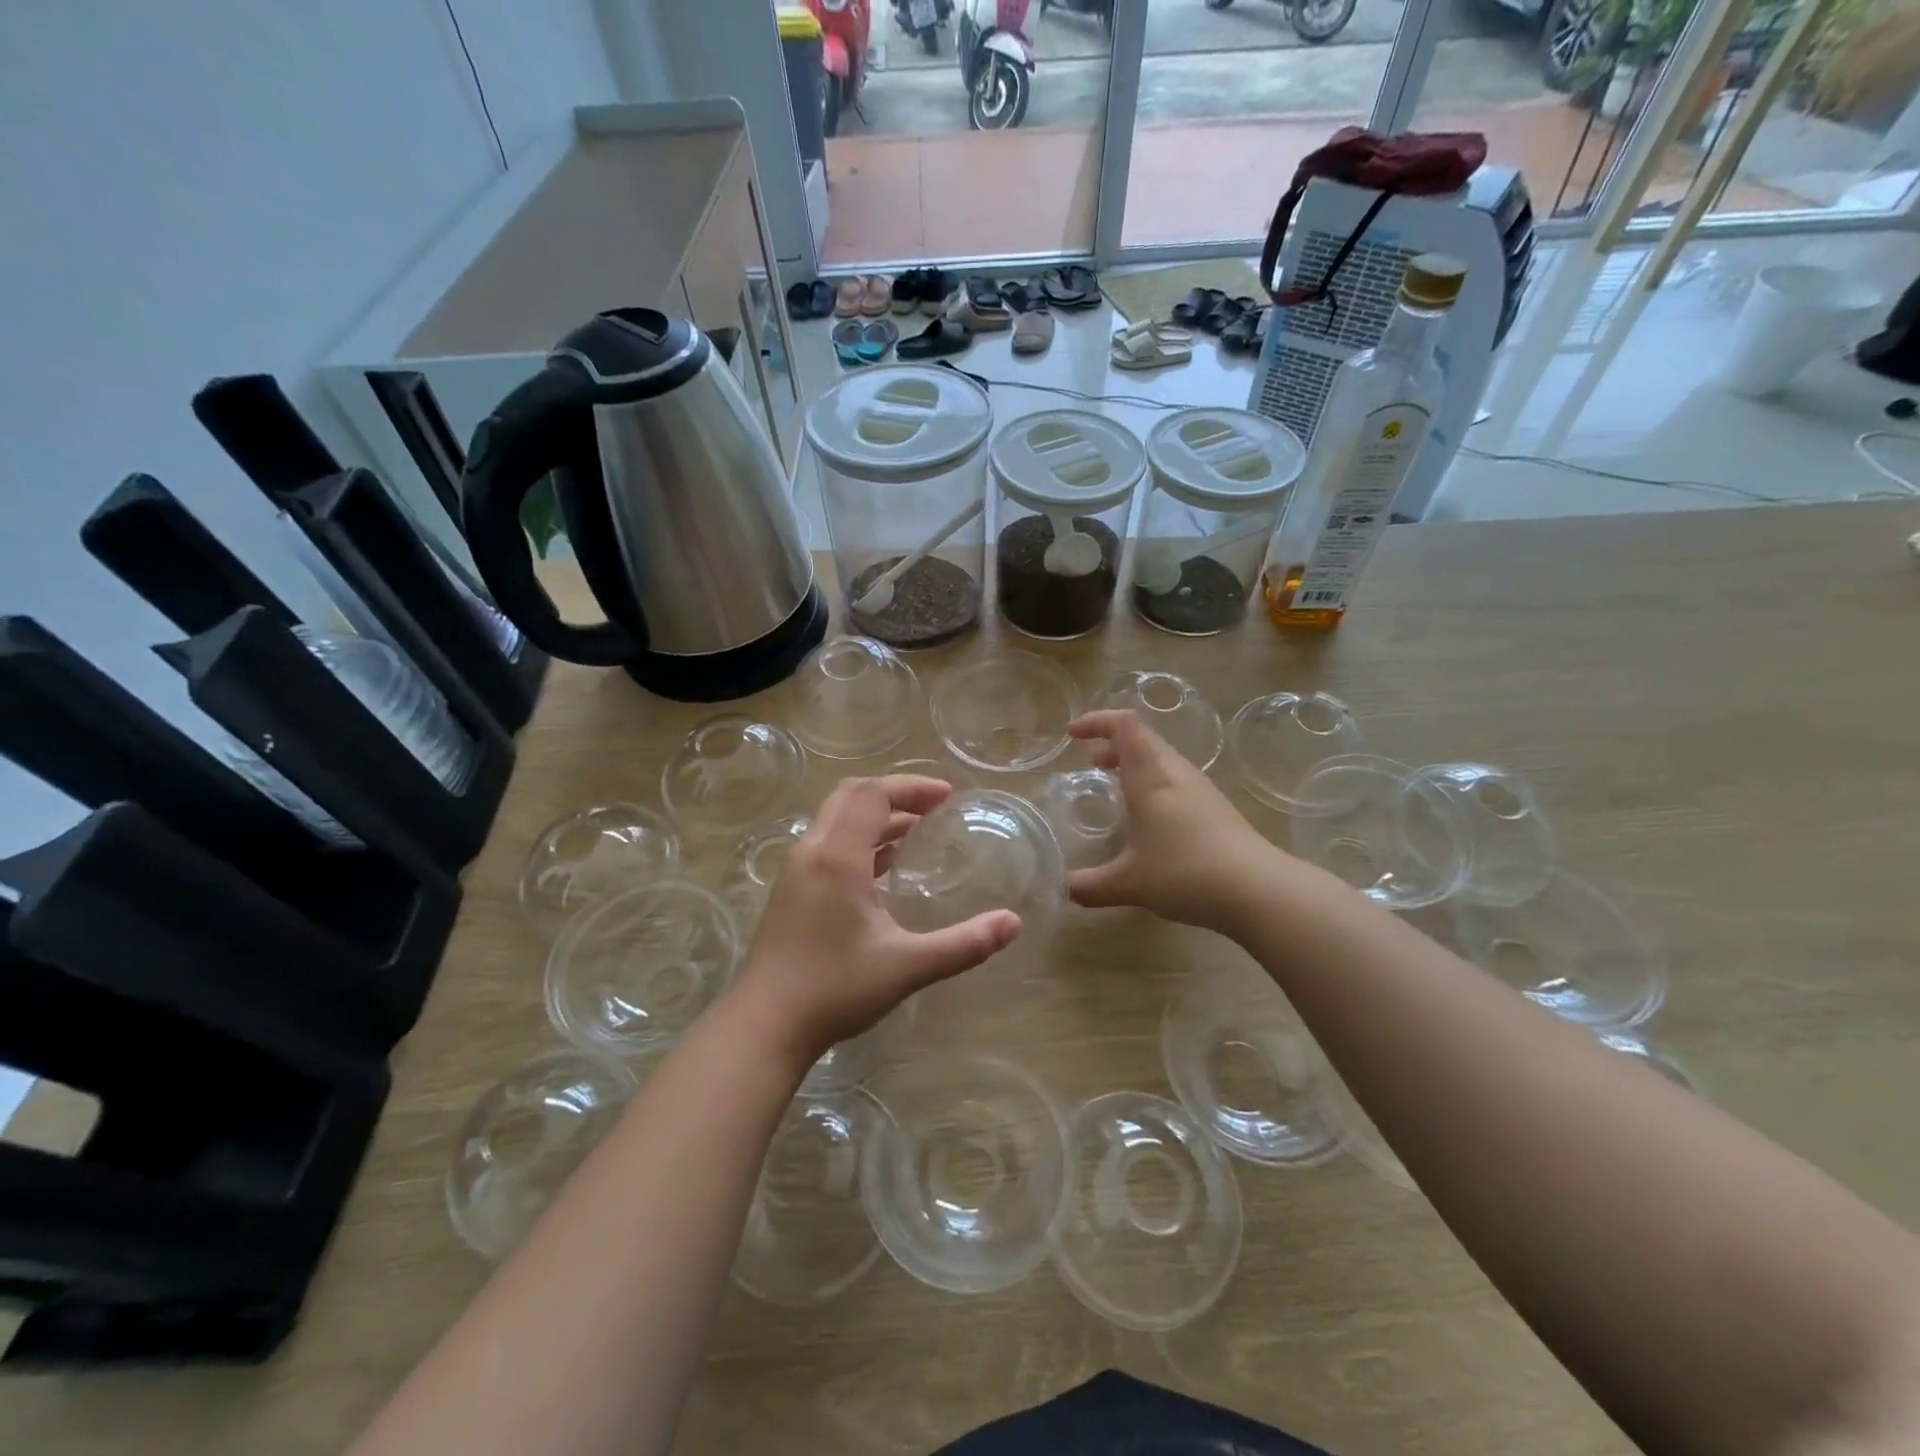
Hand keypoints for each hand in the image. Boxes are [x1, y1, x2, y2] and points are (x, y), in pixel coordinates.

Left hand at [729, 775, 1021, 1067]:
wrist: (764, 1026)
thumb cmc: (835, 989)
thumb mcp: (907, 966)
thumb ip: (963, 944)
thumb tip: (1013, 923)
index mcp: (838, 856)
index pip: (873, 794)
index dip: (911, 787)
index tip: (947, 797)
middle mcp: (813, 851)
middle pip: (851, 796)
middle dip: (895, 793)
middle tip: (933, 807)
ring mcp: (797, 870)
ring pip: (836, 819)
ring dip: (875, 816)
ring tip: (916, 832)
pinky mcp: (791, 890)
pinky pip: (828, 843)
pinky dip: (859, 838)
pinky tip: (884, 867)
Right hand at [1066, 710, 1279, 932]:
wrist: (1257, 889)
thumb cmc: (1185, 872)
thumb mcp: (1129, 882)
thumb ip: (1090, 885)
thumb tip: (1064, 889)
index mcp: (1150, 775)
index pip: (1124, 725)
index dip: (1097, 721)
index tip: (1073, 734)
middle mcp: (1175, 772)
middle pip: (1143, 738)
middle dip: (1112, 744)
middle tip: (1090, 762)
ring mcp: (1200, 788)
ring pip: (1161, 759)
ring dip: (1134, 764)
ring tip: (1114, 785)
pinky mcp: (1215, 807)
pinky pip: (1175, 780)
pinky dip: (1152, 783)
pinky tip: (1148, 817)